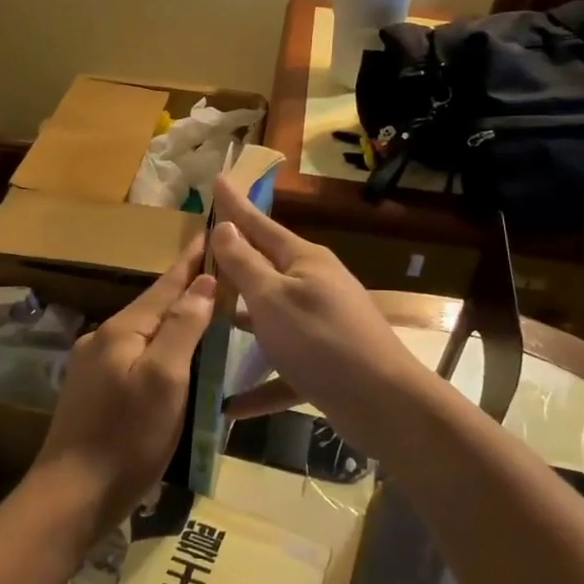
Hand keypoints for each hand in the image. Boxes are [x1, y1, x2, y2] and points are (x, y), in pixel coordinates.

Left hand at [28, 237, 216, 538]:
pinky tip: (173, 357)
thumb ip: (182, 328)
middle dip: (185, 288)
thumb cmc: (127, 437)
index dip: (191, 261)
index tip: (211, 233)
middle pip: (153, 306)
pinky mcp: (93, 392)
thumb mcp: (165, 380)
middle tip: (219, 272)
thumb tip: (203, 283)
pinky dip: (160, 347)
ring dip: (173, 319)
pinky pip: (135, 355)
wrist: (72, 495)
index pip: (165, 285)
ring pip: (143, 332)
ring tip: (204, 311)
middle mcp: (103, 339)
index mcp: (122, 331)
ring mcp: (94, 366)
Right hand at [210, 175, 426, 449]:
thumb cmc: (320, 339)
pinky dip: (260, 384)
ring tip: (208, 316)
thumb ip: (245, 264)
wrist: (382, 402)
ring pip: (271, 316)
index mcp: (303, 261)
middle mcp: (314, 286)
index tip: (217, 179)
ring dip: (243, 319)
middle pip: (266, 268)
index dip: (235, 204)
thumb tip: (226, 226)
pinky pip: (283, 369)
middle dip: (234, 261)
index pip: (260, 224)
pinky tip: (231, 404)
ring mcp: (321, 324)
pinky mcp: (323, 363)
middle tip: (201, 251)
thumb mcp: (272, 298)